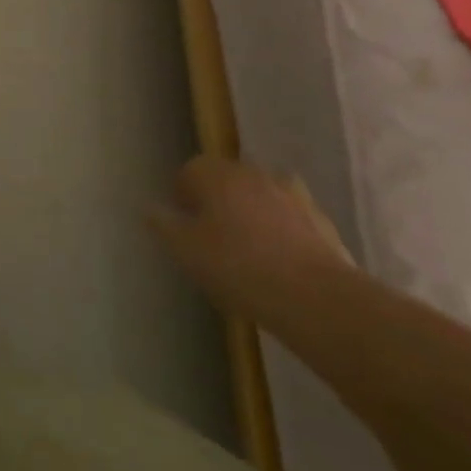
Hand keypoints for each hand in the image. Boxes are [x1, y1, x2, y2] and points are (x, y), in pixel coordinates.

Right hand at [149, 156, 351, 324]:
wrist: (315, 298)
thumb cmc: (238, 267)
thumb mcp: (186, 251)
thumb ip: (164, 225)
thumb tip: (149, 208)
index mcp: (215, 173)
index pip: (188, 172)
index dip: (182, 199)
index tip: (184, 228)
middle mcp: (251, 172)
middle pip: (226, 179)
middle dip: (218, 201)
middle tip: (214, 238)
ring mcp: (290, 193)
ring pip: (260, 195)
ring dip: (252, 211)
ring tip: (250, 248)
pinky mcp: (320, 219)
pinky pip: (291, 217)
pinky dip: (283, 229)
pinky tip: (282, 260)